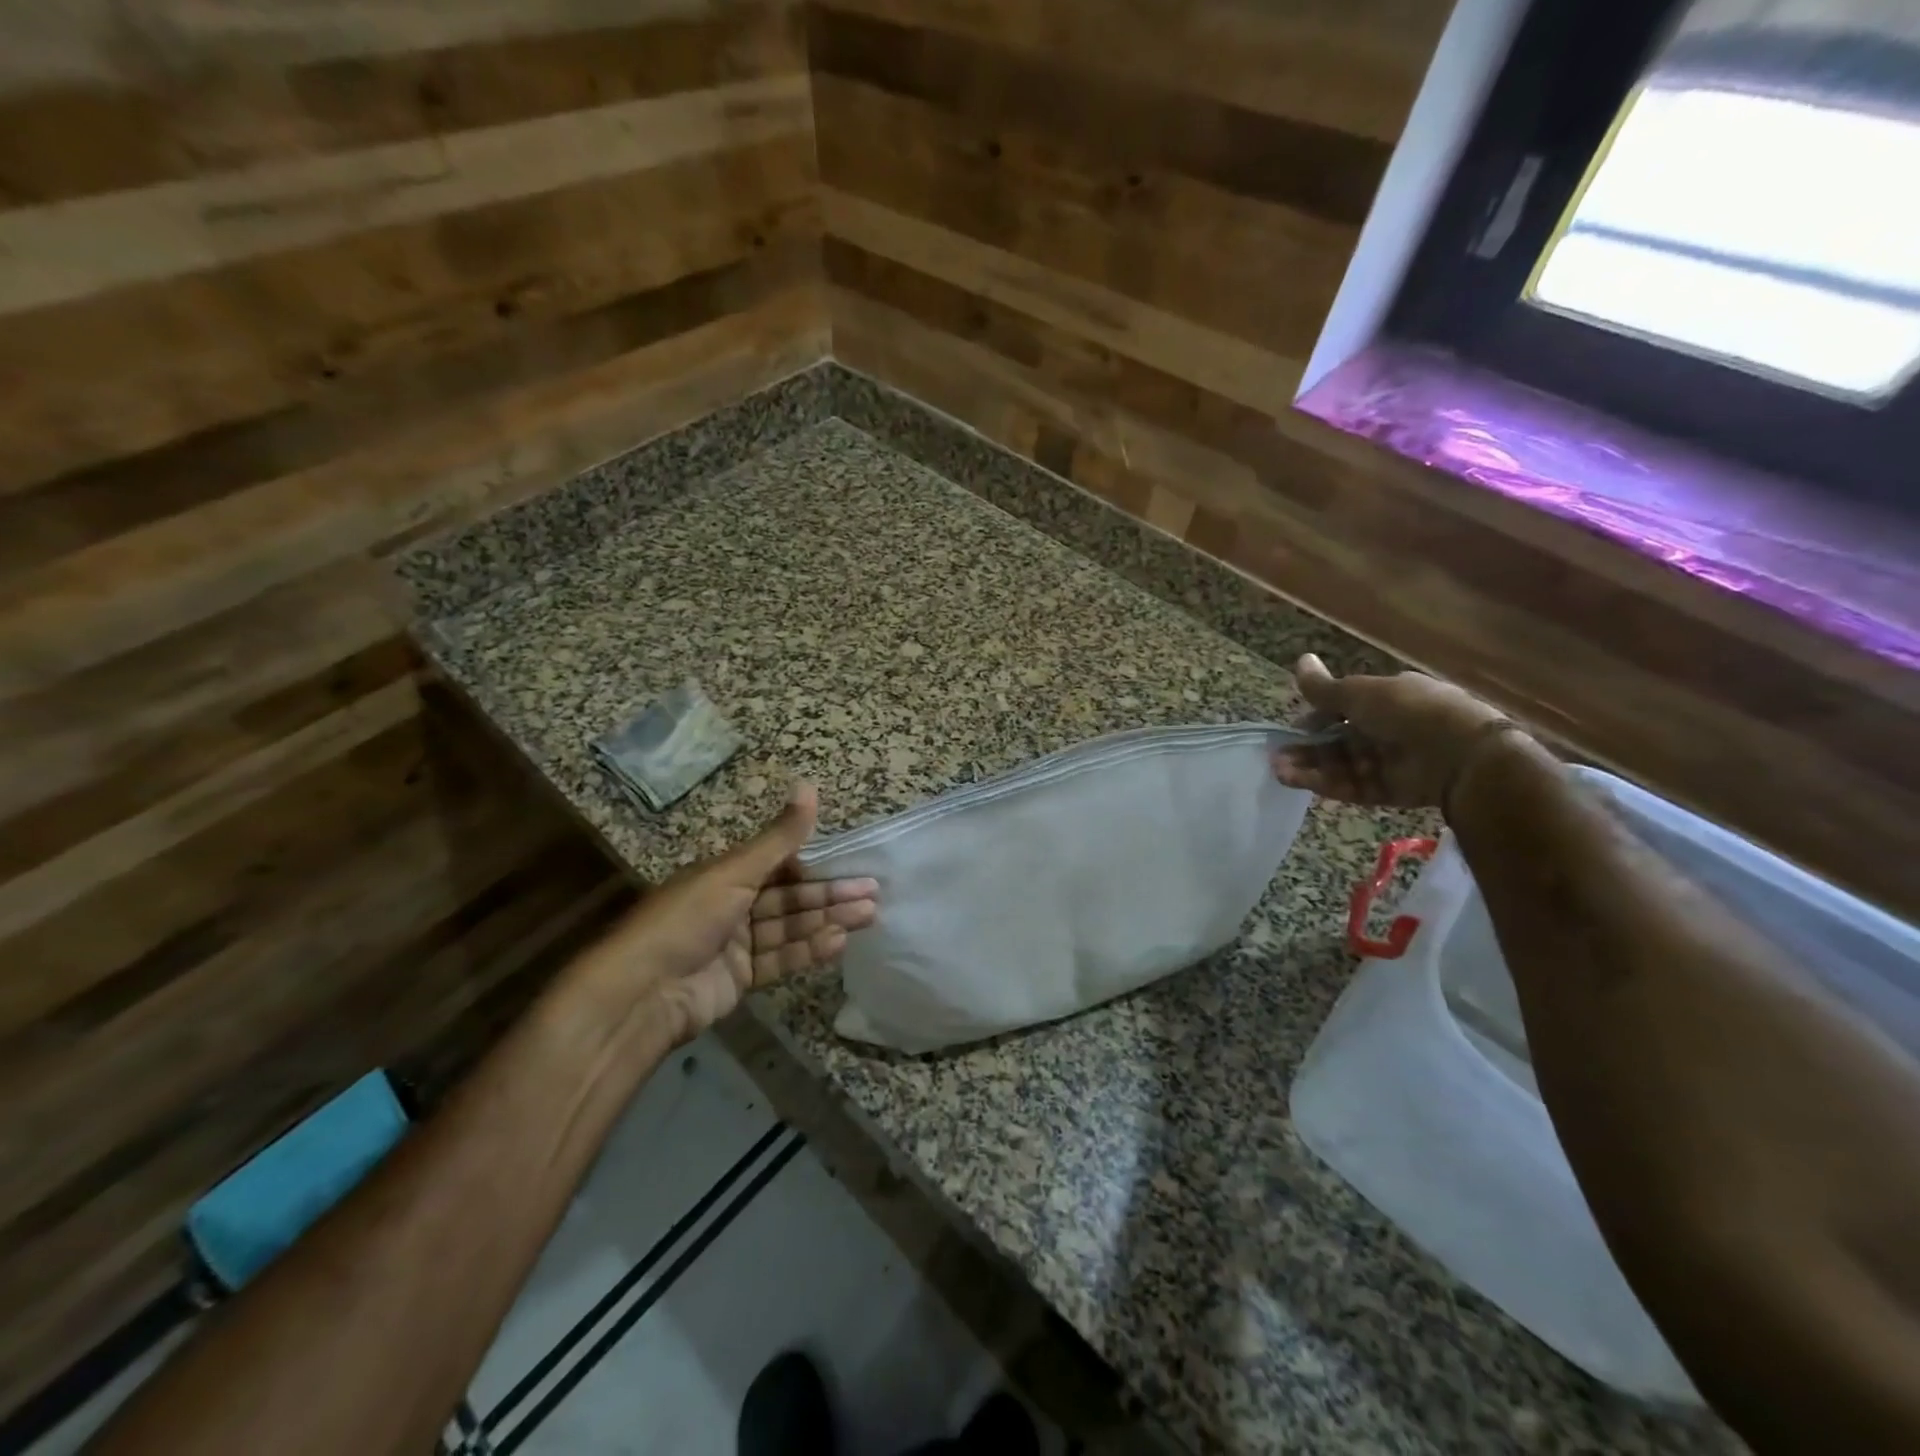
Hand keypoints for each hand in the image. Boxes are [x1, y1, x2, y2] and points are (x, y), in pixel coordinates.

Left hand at [574, 785, 877, 1042]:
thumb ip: (779, 838)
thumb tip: (809, 785)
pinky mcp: (739, 980)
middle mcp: (731, 906)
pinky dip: (808, 950)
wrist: (641, 994)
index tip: (853, 862)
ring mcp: (735, 945)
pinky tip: (838, 943)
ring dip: (827, 921)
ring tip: (868, 915)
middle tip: (873, 893)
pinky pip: (780, 959)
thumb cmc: (686, 919)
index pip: (779, 864)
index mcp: (724, 875)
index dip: (817, 863)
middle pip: (789, 897)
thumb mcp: (735, 871)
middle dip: (830, 894)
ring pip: (789, 928)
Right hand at [1272, 653, 1513, 807]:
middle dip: (1307, 748)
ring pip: (1340, 765)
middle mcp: (1387, 730)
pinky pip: (1352, 786)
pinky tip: (1297, 781)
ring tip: (1280, 771)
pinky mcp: (1388, 790)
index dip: (1317, 718)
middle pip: (1338, 741)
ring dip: (1309, 767)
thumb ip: (1324, 688)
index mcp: (1386, 700)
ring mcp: (1388, 762)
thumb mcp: (1360, 693)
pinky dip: (1324, 784)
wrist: (1460, 755)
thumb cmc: (1407, 711)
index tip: (1296, 727)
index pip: (1344, 709)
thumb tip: (1300, 660)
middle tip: (1278, 756)